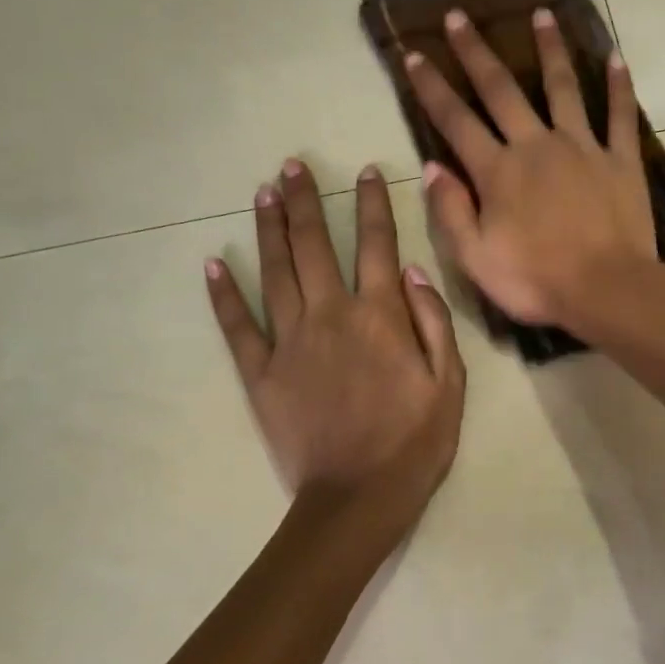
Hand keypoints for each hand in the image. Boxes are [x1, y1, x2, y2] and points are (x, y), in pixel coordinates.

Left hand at [205, 160, 464, 507]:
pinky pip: (238, 326)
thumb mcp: (450, 384)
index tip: (366, 172)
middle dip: (305, 201)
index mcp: (380, 316)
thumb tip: (412, 271)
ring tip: (263, 193)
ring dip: (270, 229)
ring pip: (276, 272)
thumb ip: (434, 322)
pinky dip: (224, 294)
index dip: (372, 205)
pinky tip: (214, 263)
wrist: (359, 497)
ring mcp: (290, 342)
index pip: (377, 245)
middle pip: (315, 245)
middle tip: (292, 166)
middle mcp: (331, 315)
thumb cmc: (415, 442)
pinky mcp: (261, 373)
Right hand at [404, 7, 656, 327]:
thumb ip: (450, 211)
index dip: (432, 88)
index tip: (413, 55)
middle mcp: (536, 145)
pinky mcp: (621, 159)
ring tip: (542, 13)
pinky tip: (616, 57)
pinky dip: (619, 86)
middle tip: (460, 16)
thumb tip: (432, 167)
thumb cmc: (536, 281)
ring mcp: (583, 147)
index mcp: (498, 171)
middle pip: (501, 90)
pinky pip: (621, 115)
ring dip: (550, 49)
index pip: (455, 121)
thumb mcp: (475, 259)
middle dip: (477, 52)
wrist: (607, 290)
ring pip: (563, 87)